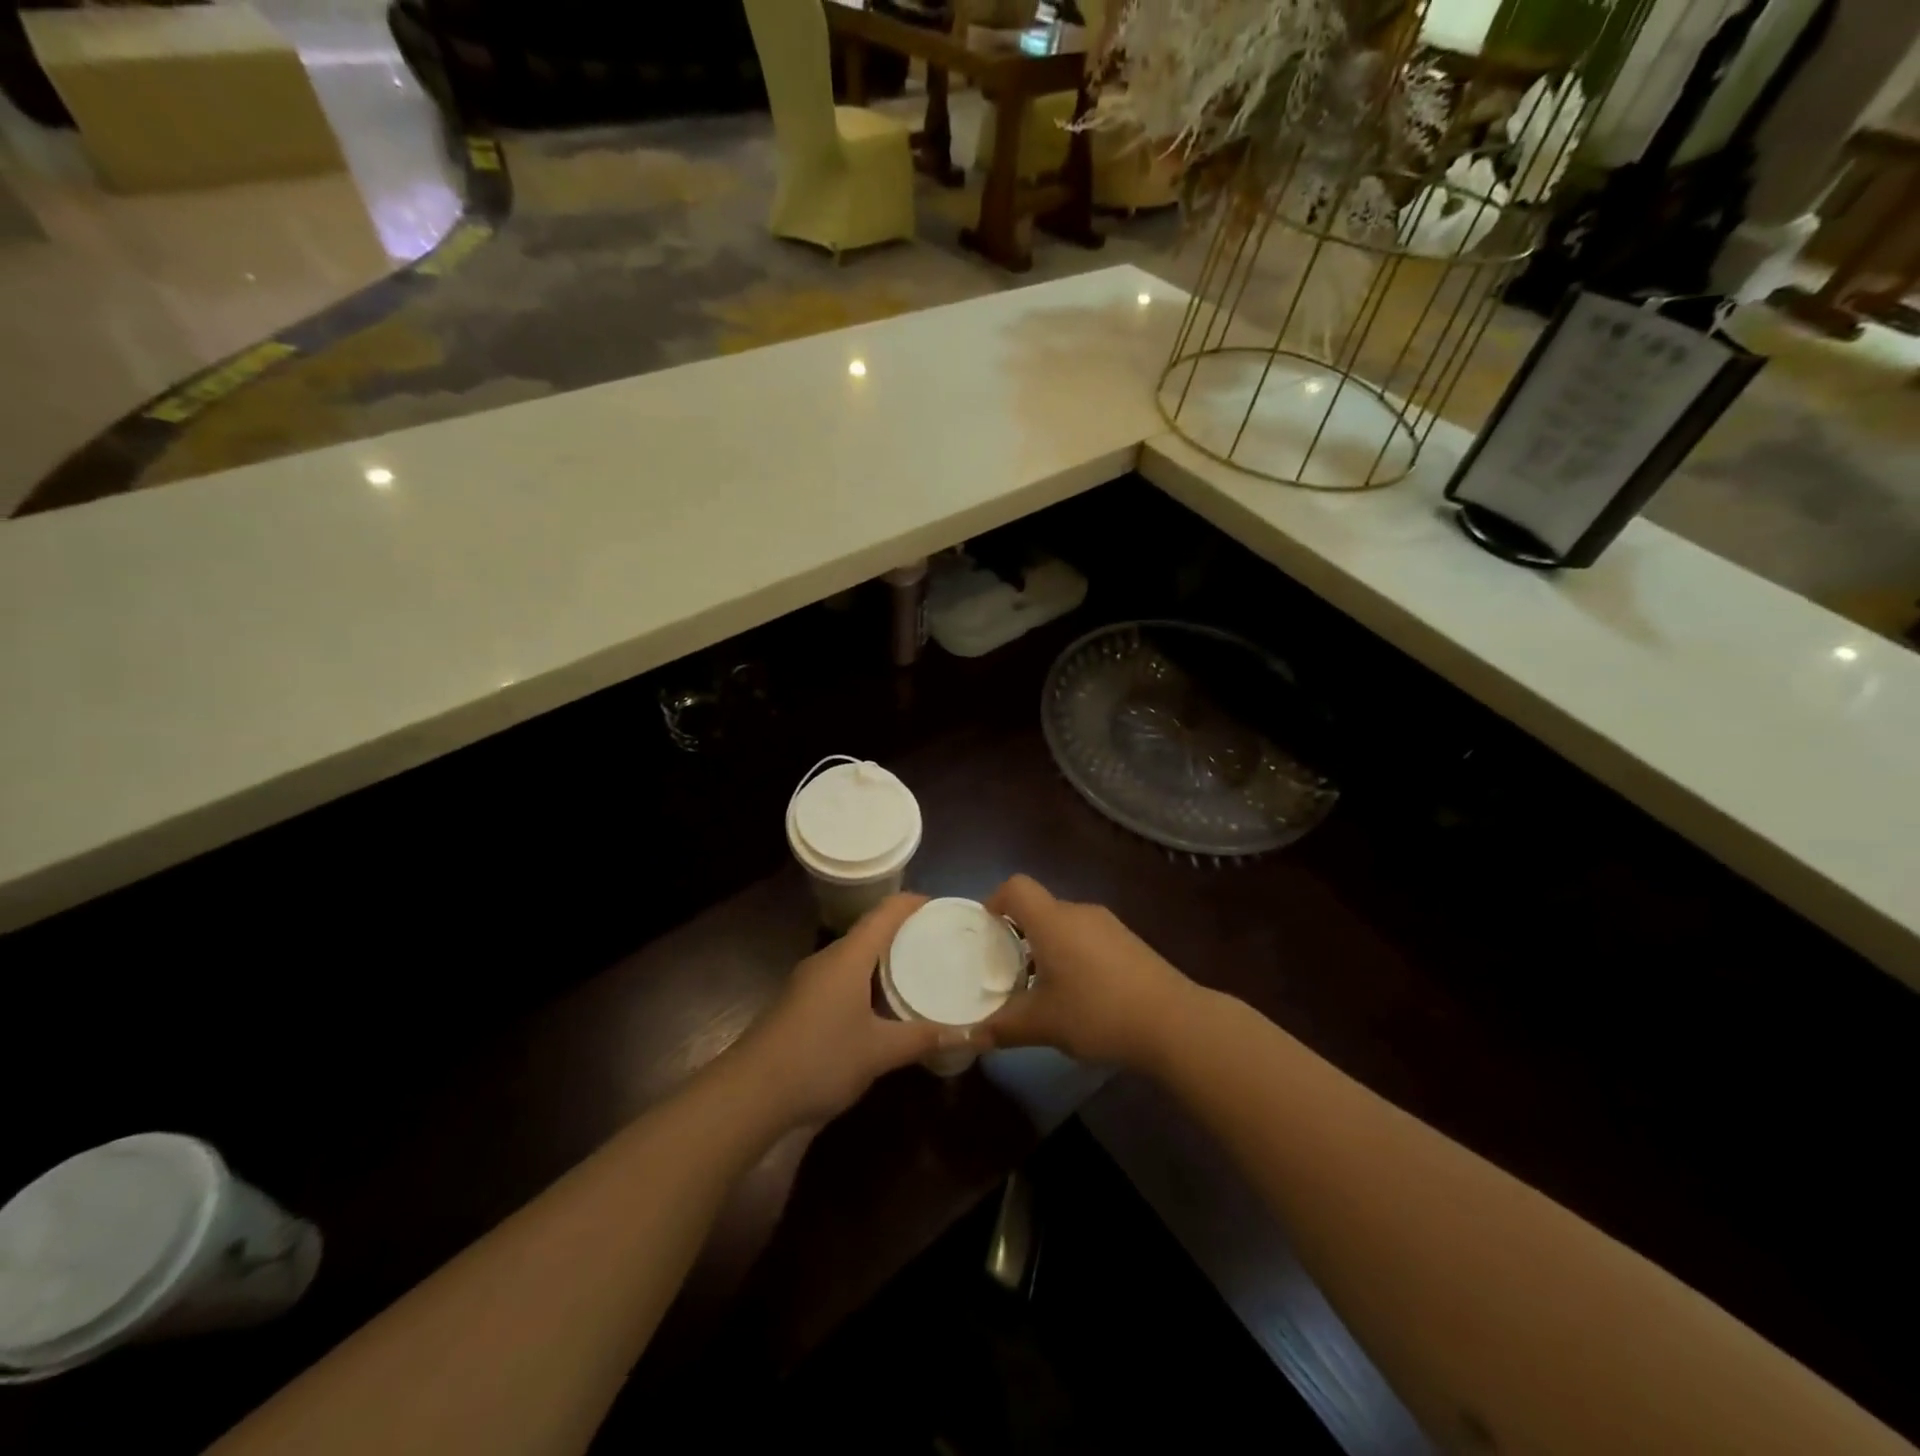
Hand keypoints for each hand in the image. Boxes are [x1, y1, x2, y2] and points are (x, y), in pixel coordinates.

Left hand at [732, 894, 972, 1127]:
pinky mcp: (800, 1003)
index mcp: (848, 957)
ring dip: (885, 958)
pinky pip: (842, 977)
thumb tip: (972, 1033)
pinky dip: (867, 979)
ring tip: (920, 969)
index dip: (914, 903)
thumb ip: (922, 1038)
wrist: (749, 1093)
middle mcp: (828, 959)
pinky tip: (882, 1005)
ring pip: (855, 957)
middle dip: (905, 931)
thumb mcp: (878, 1052)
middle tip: (941, 942)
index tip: (944, 907)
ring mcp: (810, 981)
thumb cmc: (819, 1059)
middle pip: (870, 931)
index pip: (886, 913)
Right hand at [984, 875, 1192, 1069]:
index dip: (995, 900)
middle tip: (1008, 969)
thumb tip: (971, 1037)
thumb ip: (1002, 1027)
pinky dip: (1075, 955)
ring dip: (1049, 947)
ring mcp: (1109, 926)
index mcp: (1052, 921)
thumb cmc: (1097, 1012)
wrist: (1173, 1022)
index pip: (1016, 887)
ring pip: (1066, 925)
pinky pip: (1089, 938)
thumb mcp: (1043, 1025)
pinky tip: (1081, 995)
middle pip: (1040, 908)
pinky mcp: (1130, 943)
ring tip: (1043, 987)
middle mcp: (1079, 913)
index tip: (986, 930)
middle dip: (1020, 934)